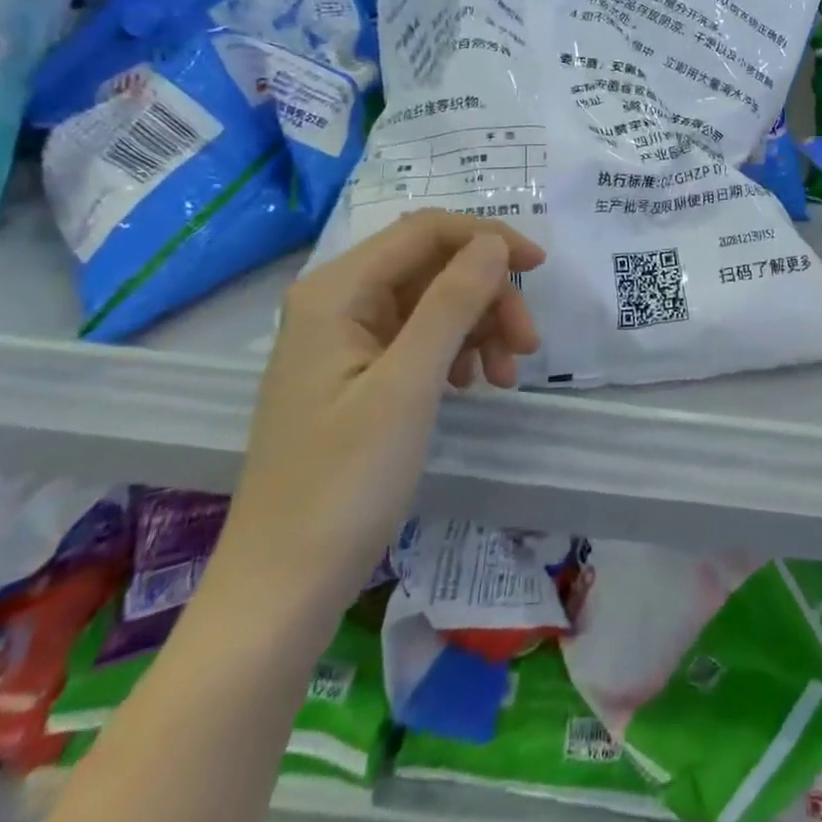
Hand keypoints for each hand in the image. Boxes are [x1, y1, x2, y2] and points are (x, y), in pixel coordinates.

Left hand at [210, 212, 545, 625]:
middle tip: (527, 344)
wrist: (282, 590)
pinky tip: (474, 384)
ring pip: (434, 302)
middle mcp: (338, 302)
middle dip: (488, 295)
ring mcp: (346, 340)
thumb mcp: (409, 385)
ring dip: (479, 325)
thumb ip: (453, 302)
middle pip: (433, 266)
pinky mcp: (357, 375)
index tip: (539, 268)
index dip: (487, 238)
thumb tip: (494, 242)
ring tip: (506, 376)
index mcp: (337, 292)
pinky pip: (421, 338)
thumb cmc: (343, 483)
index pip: (426, 231)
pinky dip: (457, 351)